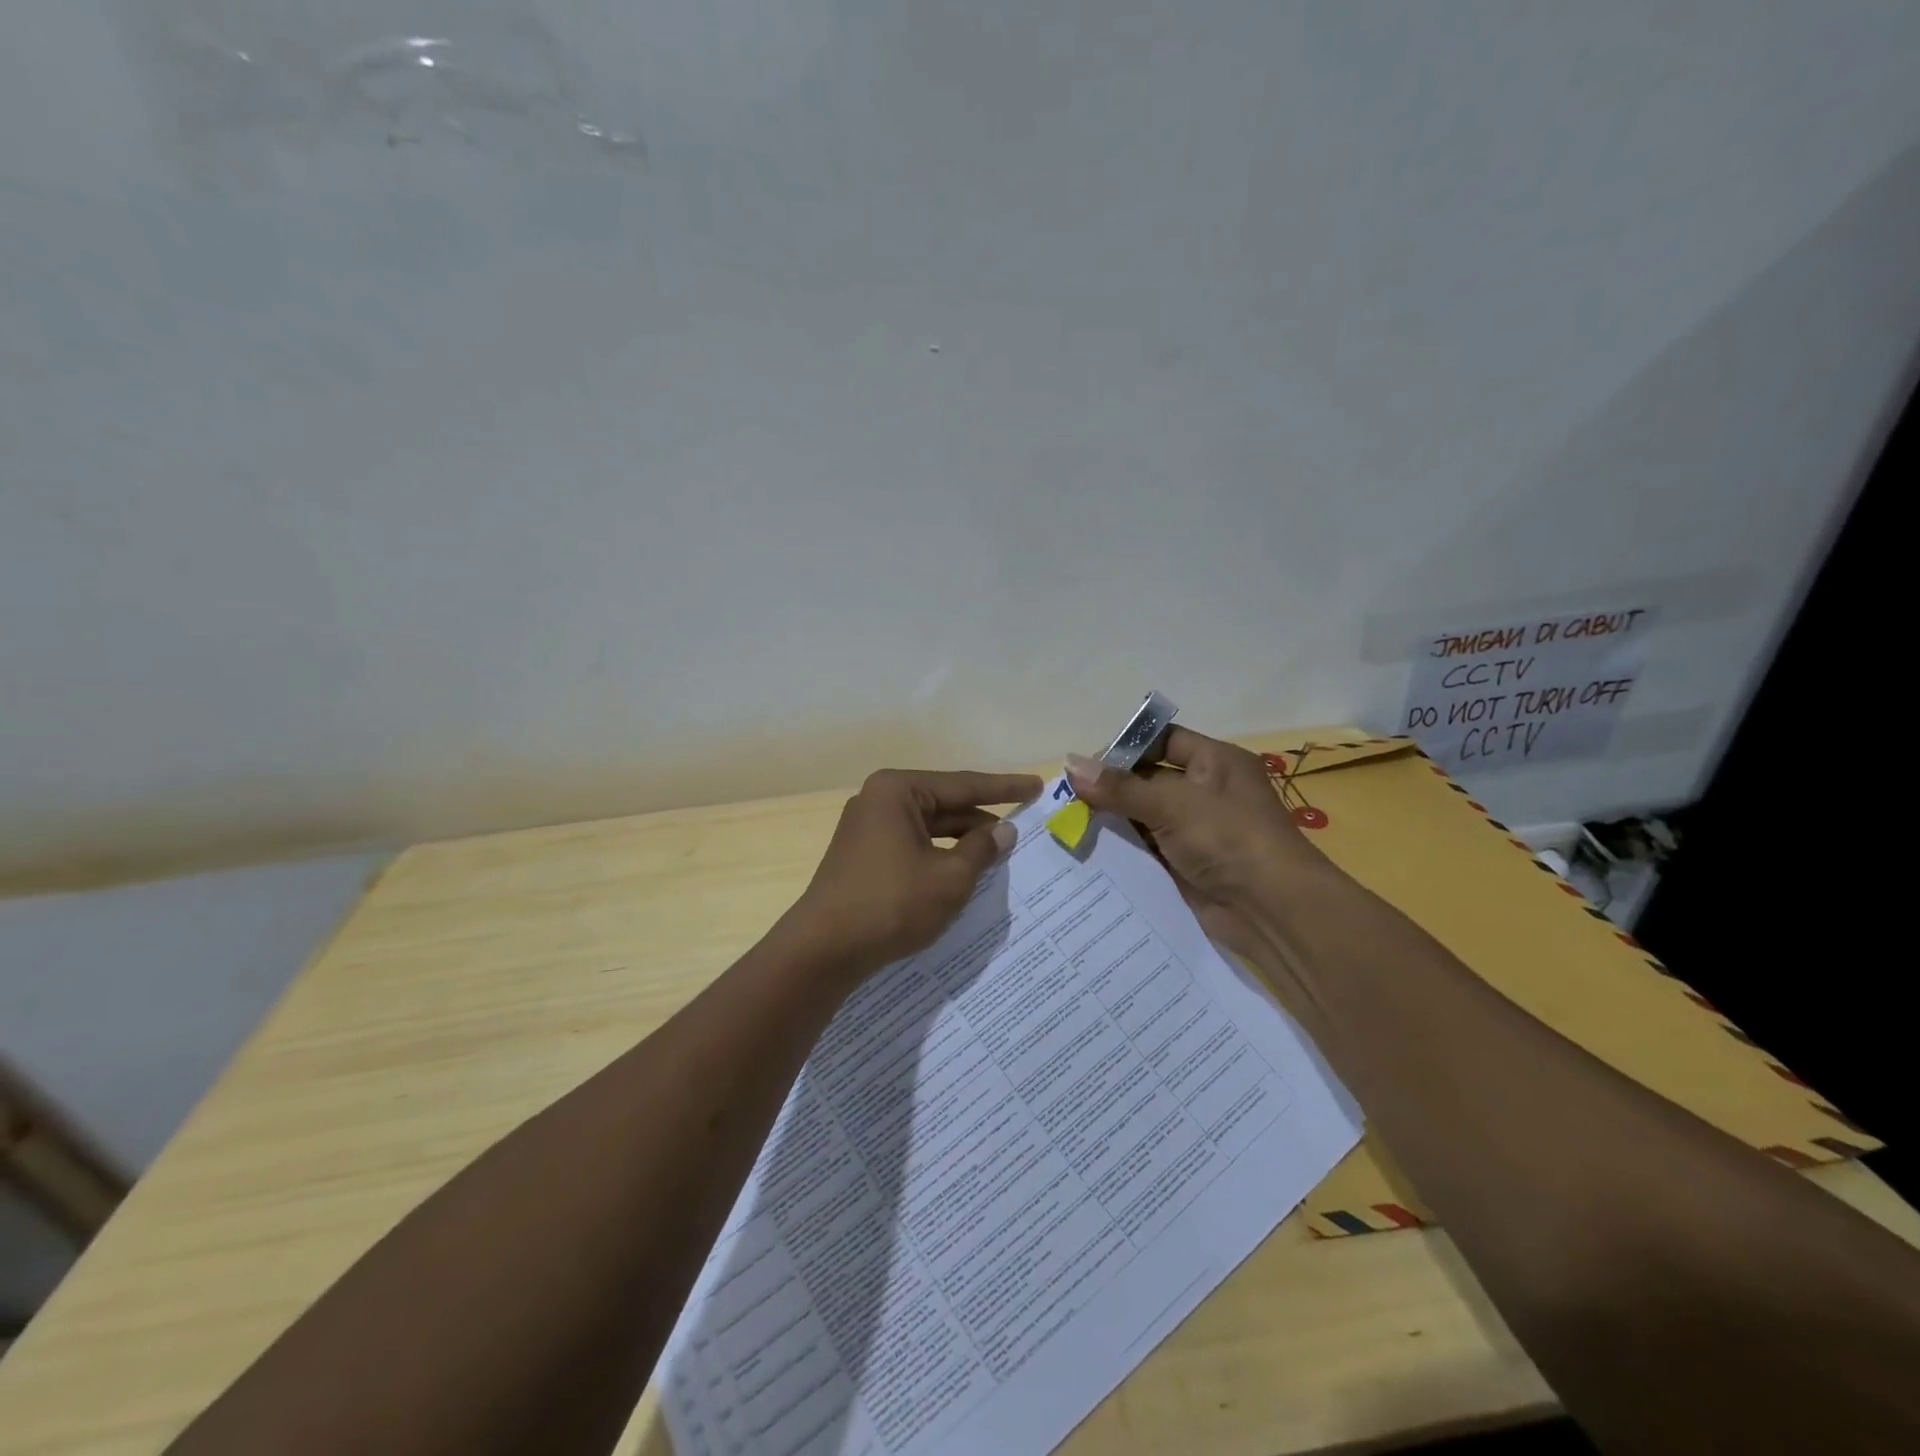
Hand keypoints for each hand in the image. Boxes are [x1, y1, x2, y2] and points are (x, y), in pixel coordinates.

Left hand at [791, 769, 1042, 973]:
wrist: (823, 949)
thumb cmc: (891, 904)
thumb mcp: (950, 878)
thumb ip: (981, 849)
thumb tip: (1003, 830)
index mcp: (898, 790)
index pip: (964, 784)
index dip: (1005, 788)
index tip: (1037, 786)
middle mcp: (879, 799)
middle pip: (944, 803)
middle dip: (982, 818)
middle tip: (1023, 826)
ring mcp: (867, 826)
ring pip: (929, 826)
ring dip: (962, 839)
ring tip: (1000, 852)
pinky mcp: (863, 853)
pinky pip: (912, 843)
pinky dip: (939, 854)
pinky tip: (963, 869)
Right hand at [1066, 728, 1325, 957]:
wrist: (1272, 911)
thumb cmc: (1228, 838)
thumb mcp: (1172, 804)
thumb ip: (1120, 787)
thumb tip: (1069, 764)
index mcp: (1215, 762)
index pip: (1163, 740)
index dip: (1126, 747)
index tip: (1086, 764)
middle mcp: (1206, 792)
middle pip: (1149, 779)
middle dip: (1111, 787)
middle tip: (1066, 797)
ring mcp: (1197, 830)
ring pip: (1144, 816)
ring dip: (1112, 820)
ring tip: (1067, 823)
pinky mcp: (1187, 864)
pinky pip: (1147, 850)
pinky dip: (1122, 849)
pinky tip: (1087, 850)